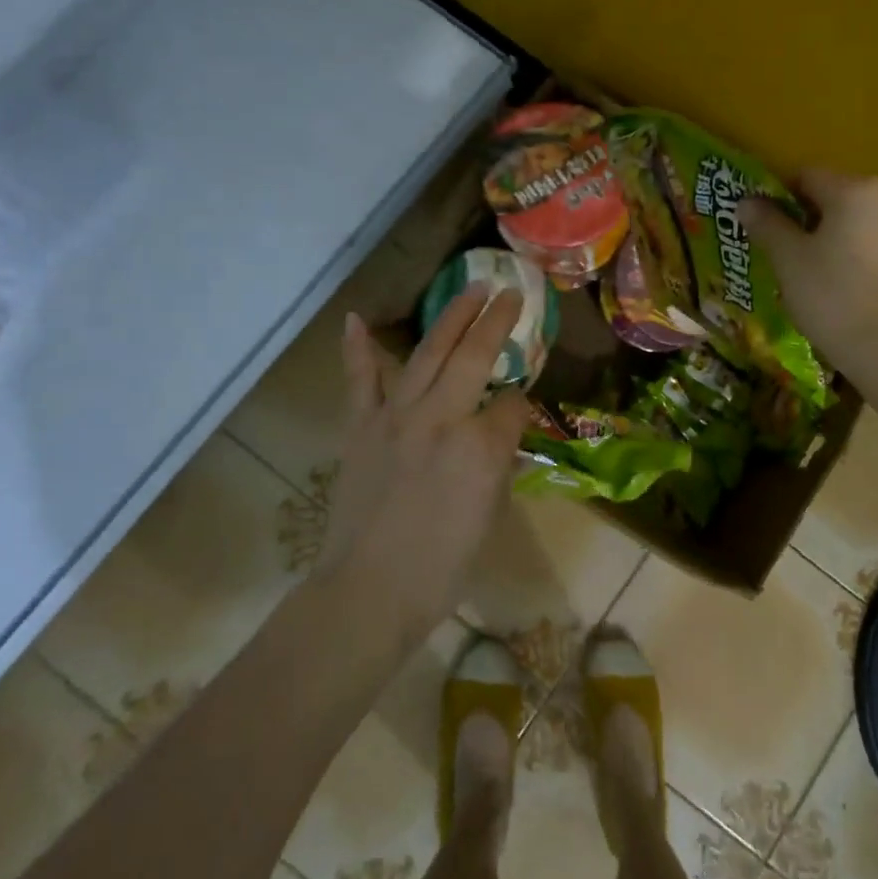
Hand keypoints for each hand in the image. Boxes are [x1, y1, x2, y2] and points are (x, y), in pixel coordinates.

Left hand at [316, 283, 530, 645]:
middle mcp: (443, 418)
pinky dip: (358, 349)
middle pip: (475, 356)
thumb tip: (500, 432)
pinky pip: (360, 380)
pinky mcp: (361, 426)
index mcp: (482, 446)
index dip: (521, 403)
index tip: (520, 406)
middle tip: (510, 292)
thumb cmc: (443, 566)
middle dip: (497, 320)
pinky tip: (356, 318)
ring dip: (452, 317)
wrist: (370, 590)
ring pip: (428, 353)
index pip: (513, 405)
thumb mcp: (490, 514)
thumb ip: (498, 462)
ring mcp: (396, 416)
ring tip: (470, 288)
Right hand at [739, 168, 877, 374]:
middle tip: (775, 249)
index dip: (776, 197)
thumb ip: (766, 224)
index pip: (804, 176)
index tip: (759, 226)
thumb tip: (746, 201)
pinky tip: (830, 281)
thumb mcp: (787, 258)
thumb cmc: (831, 294)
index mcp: (853, 189)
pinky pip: (866, 239)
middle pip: (830, 195)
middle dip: (800, 217)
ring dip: (823, 235)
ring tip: (800, 269)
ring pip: (849, 219)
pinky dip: (845, 251)